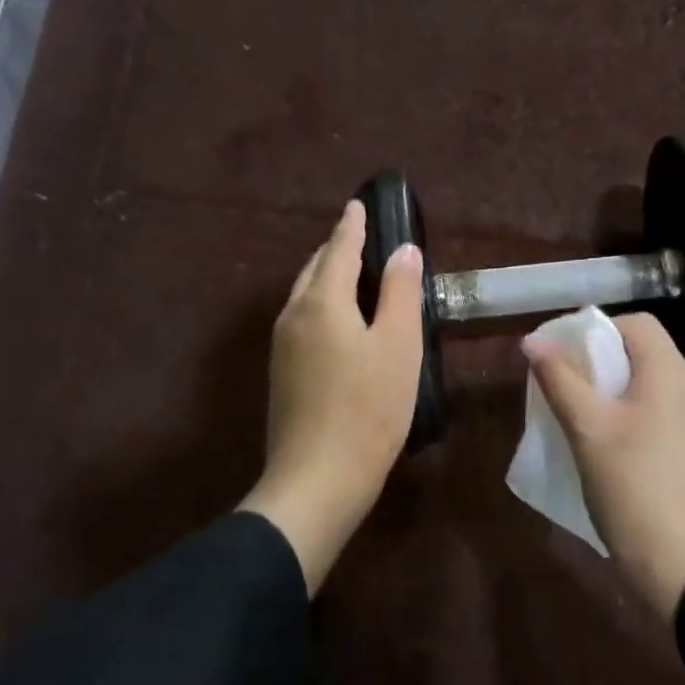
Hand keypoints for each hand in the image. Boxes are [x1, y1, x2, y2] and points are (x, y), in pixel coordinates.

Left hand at [242, 200, 423, 592]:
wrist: (317, 480)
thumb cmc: (368, 409)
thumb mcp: (398, 346)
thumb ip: (400, 292)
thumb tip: (402, 249)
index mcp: (321, 302)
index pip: (338, 249)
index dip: (352, 226)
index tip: (358, 205)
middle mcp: (293, 316)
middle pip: (315, 269)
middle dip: (336, 248)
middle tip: (360, 236)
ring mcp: (282, 347)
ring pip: (305, 296)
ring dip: (327, 277)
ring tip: (351, 272)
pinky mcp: (282, 374)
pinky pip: (303, 320)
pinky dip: (322, 304)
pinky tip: (338, 321)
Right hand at [523, 313, 684, 620]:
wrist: (680, 563)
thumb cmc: (631, 485)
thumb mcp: (587, 428)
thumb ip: (560, 379)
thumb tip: (532, 341)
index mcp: (672, 375)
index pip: (638, 324)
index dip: (597, 328)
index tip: (563, 351)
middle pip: (644, 351)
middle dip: (599, 357)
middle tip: (563, 380)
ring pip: (649, 383)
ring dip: (611, 386)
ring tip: (576, 409)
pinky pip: (657, 410)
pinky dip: (628, 410)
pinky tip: (603, 438)